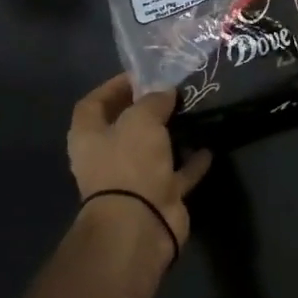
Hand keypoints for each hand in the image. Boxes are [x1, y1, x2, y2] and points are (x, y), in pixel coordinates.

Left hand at [66, 74, 211, 258]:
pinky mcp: (159, 196)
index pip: (93, 104)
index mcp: (89, 138)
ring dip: (171, 135)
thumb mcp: (141, 119)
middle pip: (125, 127)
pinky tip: (208, 147)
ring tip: (193, 114)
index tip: (141, 75)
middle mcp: (107, 158)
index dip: (113, 87)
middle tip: (172, 92)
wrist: (141, 222)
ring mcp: (133, 180)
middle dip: (147, 110)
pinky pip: (178, 173)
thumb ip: (154, 101)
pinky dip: (191, 162)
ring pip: (153, 151)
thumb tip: (165, 93)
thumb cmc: (130, 163)